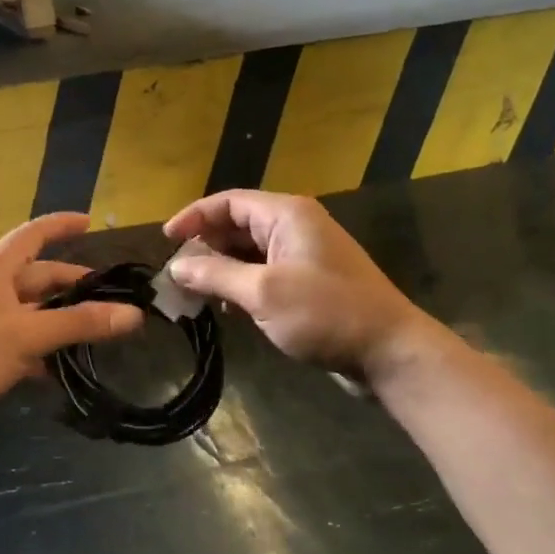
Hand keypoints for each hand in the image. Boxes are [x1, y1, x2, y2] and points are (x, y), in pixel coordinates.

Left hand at [0, 213, 142, 448]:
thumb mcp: (27, 334)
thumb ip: (80, 323)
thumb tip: (132, 314)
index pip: (34, 234)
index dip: (62, 225)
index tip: (91, 223)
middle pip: (40, 277)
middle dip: (75, 287)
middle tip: (115, 300)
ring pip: (35, 313)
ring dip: (64, 322)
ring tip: (102, 334)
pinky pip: (23, 342)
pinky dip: (45, 350)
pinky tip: (69, 368)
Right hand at [164, 191, 438, 380]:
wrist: (388, 350)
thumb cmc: (325, 313)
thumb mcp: (263, 293)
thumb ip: (216, 275)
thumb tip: (176, 267)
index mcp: (286, 215)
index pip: (228, 202)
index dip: (193, 217)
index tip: (165, 241)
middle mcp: (295, 227)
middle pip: (237, 225)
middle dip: (204, 246)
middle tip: (177, 274)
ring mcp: (304, 255)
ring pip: (249, 251)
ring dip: (221, 268)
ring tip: (195, 293)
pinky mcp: (309, 282)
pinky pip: (264, 273)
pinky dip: (241, 284)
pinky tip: (229, 308)